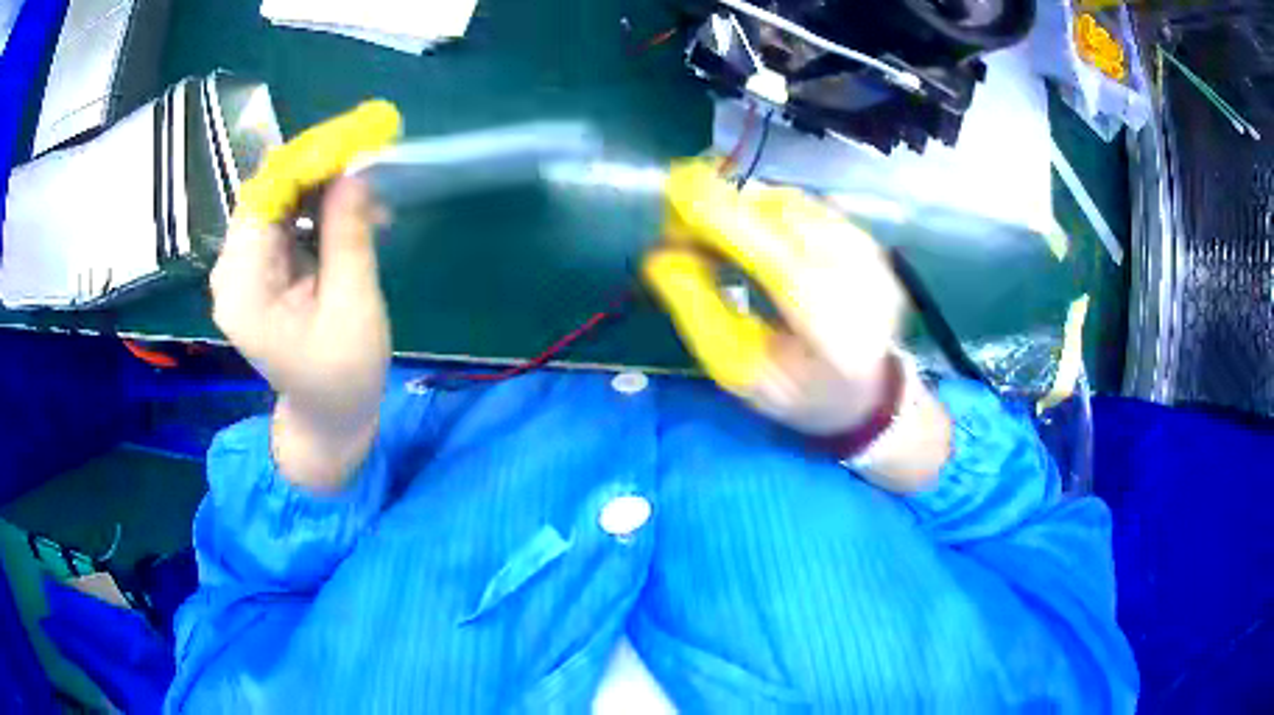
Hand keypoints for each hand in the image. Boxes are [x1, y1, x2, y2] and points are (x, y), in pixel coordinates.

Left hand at [211, 101, 401, 489]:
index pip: (264, 201)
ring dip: (322, 190)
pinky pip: (285, 219)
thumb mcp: (353, 307)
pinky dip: (317, 209)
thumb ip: (349, 237)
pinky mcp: (259, 268)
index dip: (304, 164)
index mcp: (244, 289)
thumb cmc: (343, 374)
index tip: (352, 142)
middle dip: (317, 173)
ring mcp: (243, 269)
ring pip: (278, 202)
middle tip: (368, 165)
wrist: (328, 415)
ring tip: (369, 200)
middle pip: (268, 196)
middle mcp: (232, 272)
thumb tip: (354, 172)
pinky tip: (351, 215)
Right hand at [643, 161, 904, 436]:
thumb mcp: (739, 370)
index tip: (676, 194)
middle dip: (722, 208)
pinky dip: (769, 210)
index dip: (724, 221)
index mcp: (829, 330)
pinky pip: (807, 207)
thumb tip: (659, 259)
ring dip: (744, 207)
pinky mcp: (868, 239)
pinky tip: (754, 232)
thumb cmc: (797, 389)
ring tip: (713, 232)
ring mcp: (869, 255)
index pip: (776, 262)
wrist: (869, 389)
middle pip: (781, 219)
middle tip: (678, 223)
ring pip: (792, 205)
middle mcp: (857, 281)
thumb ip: (699, 314)